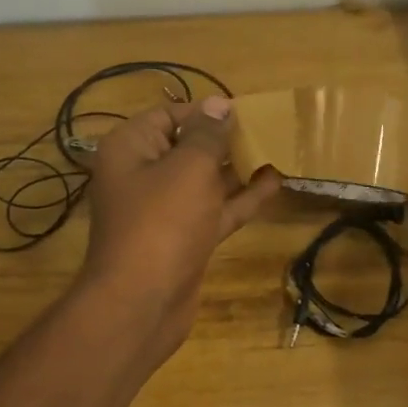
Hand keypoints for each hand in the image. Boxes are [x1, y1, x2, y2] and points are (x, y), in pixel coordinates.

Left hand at [79, 96, 280, 351]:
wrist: (142, 302)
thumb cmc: (162, 223)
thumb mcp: (189, 168)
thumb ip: (208, 135)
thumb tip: (219, 104)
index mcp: (131, 148)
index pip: (169, 116)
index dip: (206, 112)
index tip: (244, 111)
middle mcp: (143, 175)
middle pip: (187, 148)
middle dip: (225, 140)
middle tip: (268, 129)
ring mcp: (164, 211)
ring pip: (204, 181)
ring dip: (237, 169)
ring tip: (277, 151)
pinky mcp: (184, 239)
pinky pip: (214, 210)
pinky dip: (240, 199)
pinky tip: (273, 183)